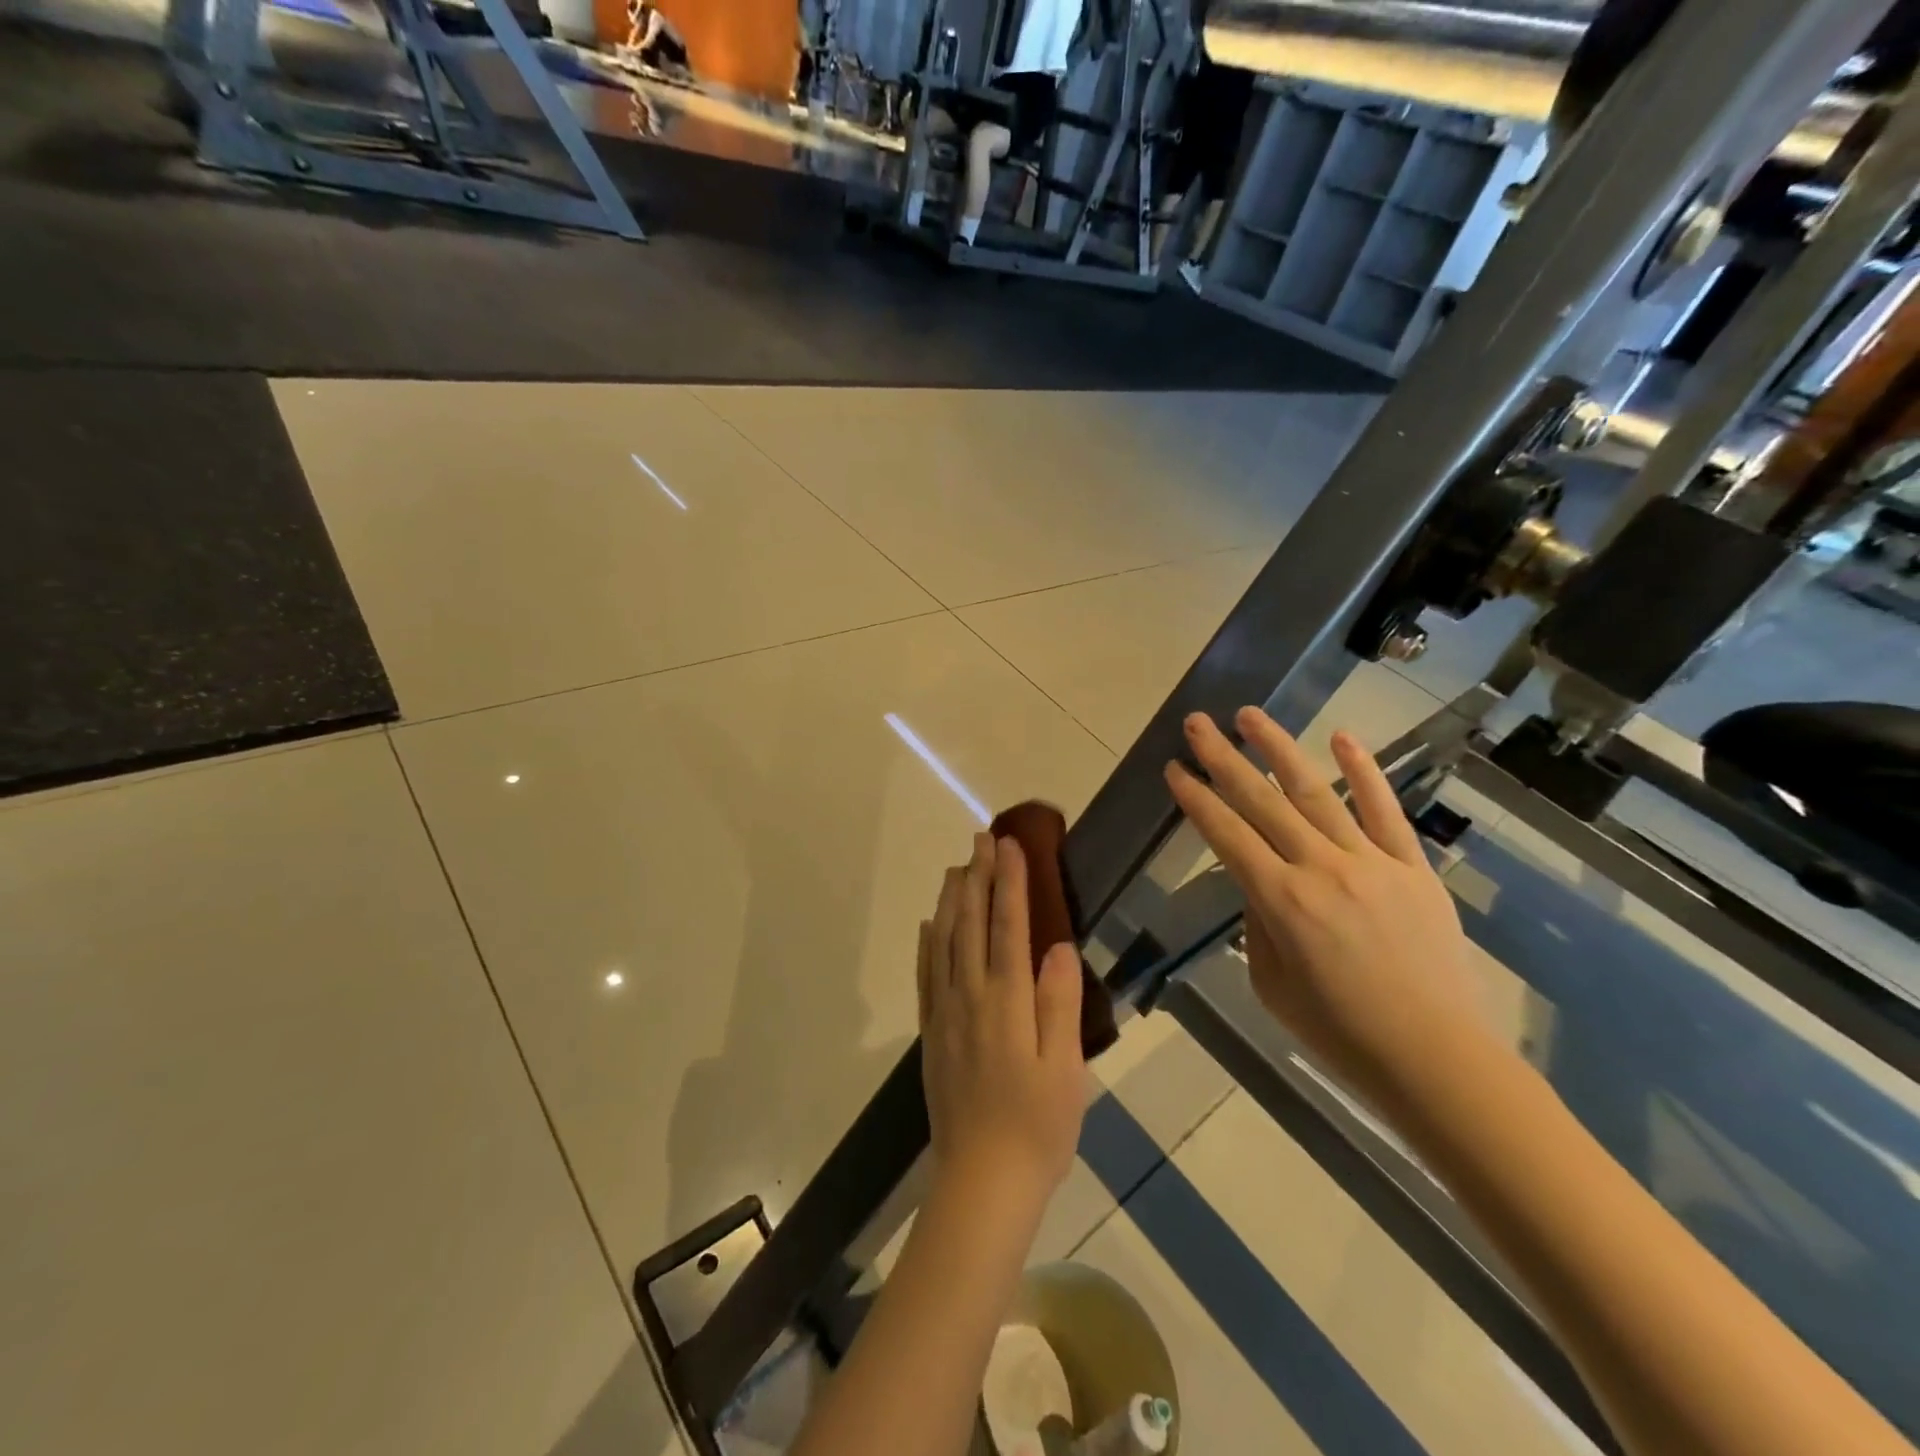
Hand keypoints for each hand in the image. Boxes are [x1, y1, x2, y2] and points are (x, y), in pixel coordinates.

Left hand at [919, 833, 1086, 1208]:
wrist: (982, 1182)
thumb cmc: (1037, 1126)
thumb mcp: (1065, 1068)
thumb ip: (1059, 1002)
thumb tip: (1060, 946)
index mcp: (1006, 1001)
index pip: (1008, 926)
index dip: (1010, 882)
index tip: (1012, 844)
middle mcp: (970, 996)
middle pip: (972, 923)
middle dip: (979, 877)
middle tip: (983, 838)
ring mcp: (945, 1013)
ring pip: (944, 941)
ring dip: (952, 900)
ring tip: (957, 867)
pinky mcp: (932, 1032)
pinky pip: (926, 974)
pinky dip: (928, 942)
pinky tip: (930, 924)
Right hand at [1165, 708, 1486, 1124]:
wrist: (1434, 1059)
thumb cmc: (1339, 1032)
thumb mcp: (1271, 985)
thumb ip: (1258, 924)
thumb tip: (1258, 882)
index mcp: (1281, 902)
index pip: (1226, 834)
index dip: (1196, 798)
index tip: (1174, 768)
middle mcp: (1321, 869)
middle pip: (1261, 802)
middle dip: (1223, 758)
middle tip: (1197, 723)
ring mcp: (1370, 863)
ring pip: (1316, 793)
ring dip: (1279, 749)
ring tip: (1250, 715)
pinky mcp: (1412, 868)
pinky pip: (1385, 812)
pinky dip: (1363, 772)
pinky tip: (1342, 737)